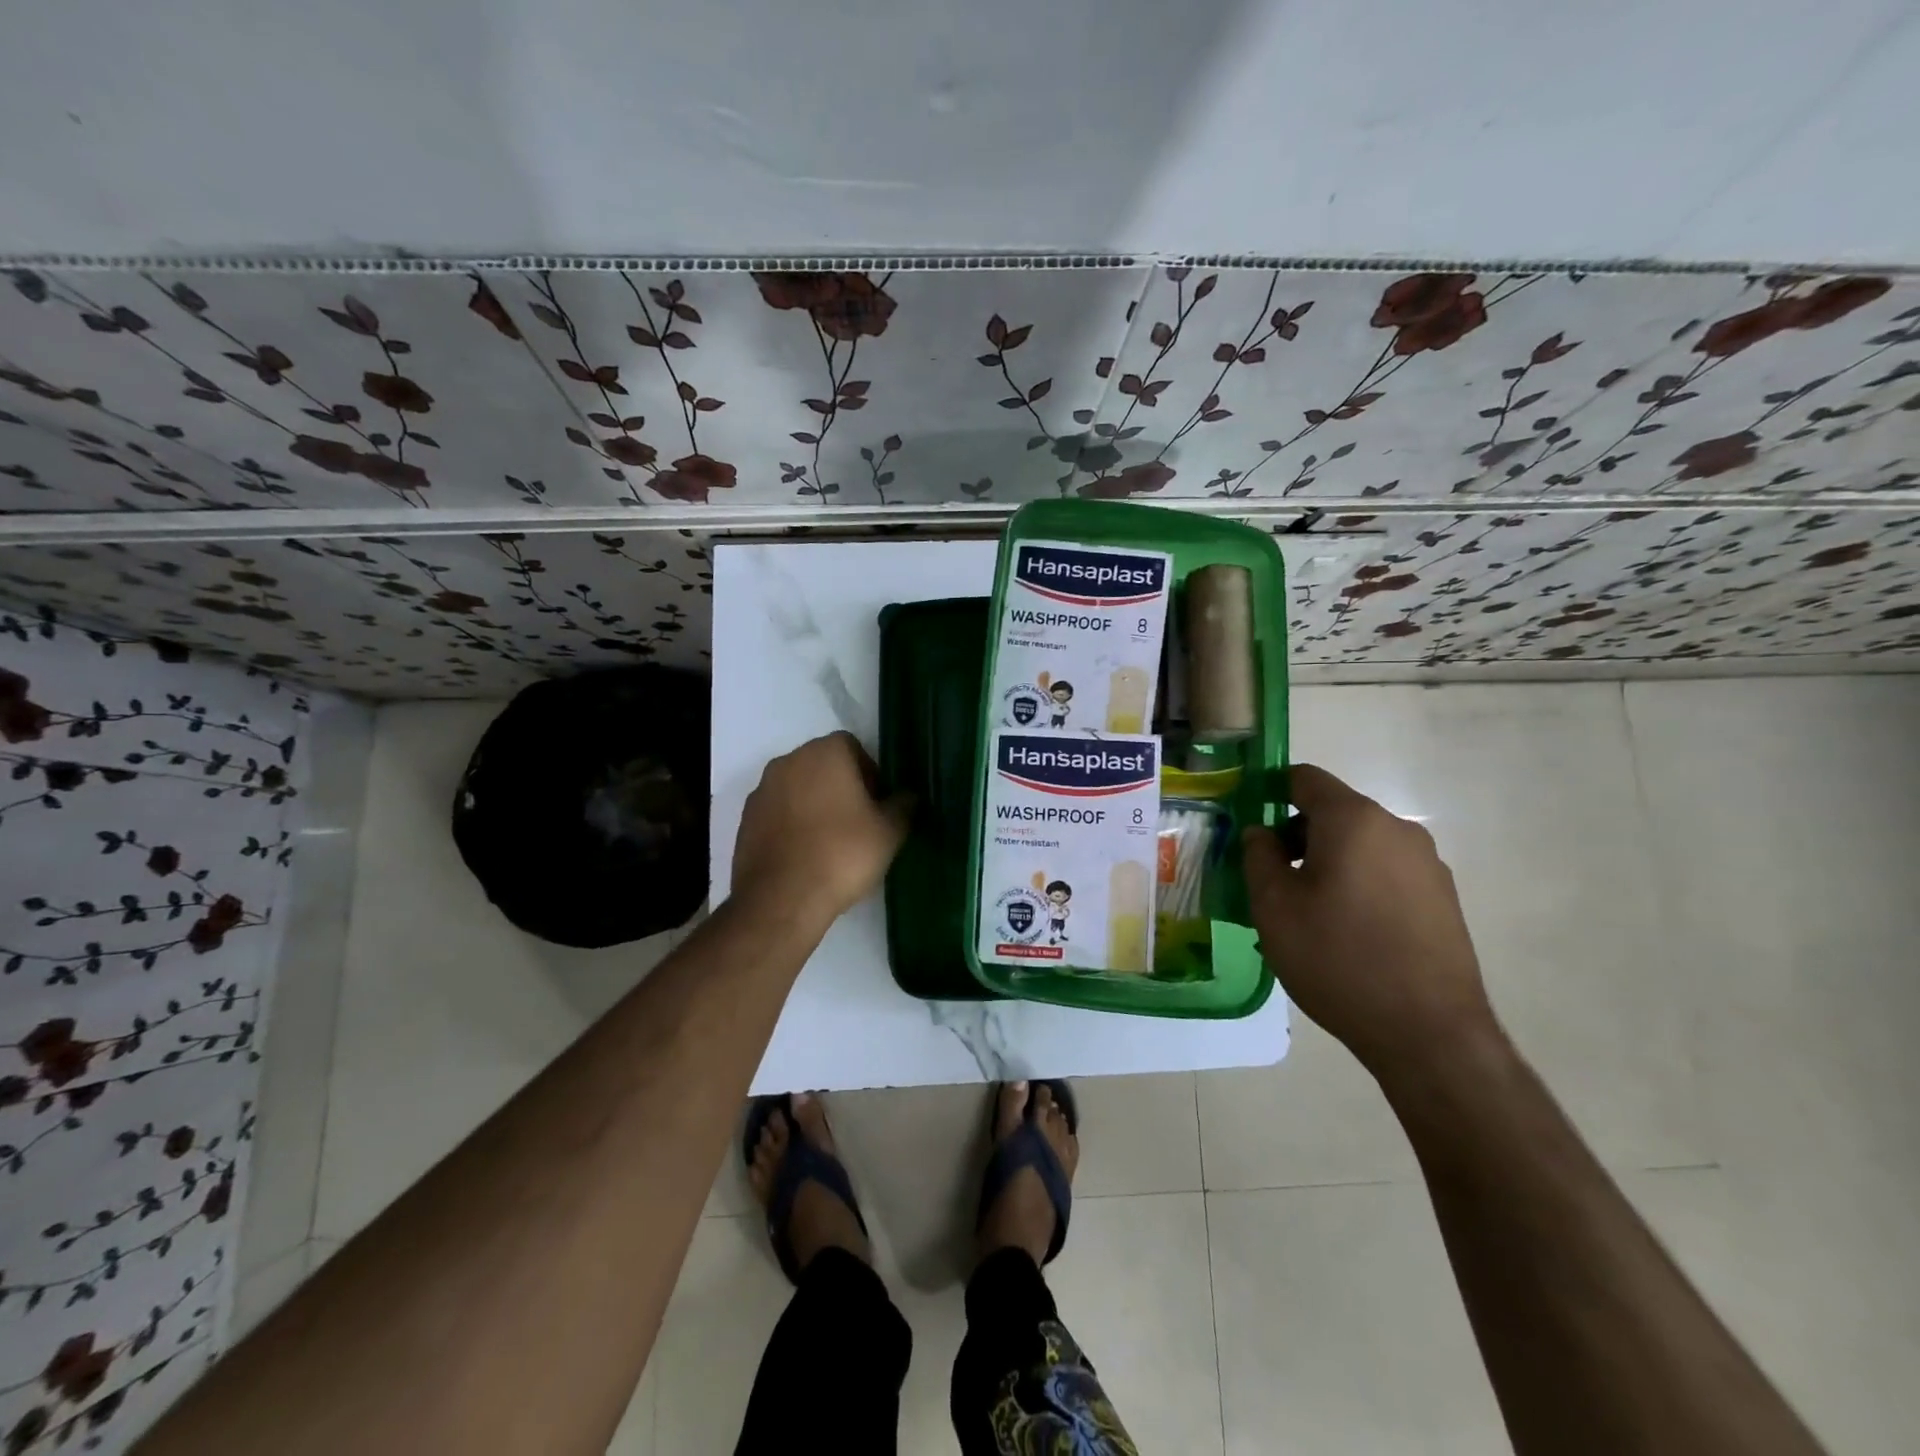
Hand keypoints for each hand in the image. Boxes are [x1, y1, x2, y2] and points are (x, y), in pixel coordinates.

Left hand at [731, 731, 909, 926]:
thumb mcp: (890, 832)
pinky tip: (806, 855)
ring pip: (798, 789)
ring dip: (814, 805)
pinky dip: (792, 825)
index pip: (852, 747)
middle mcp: (788, 761)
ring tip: (831, 843)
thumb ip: (903, 805)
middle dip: (841, 787)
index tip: (877, 804)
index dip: (869, 772)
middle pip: (822, 765)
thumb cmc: (843, 854)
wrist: (782, 899)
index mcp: (824, 753)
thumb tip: (908, 796)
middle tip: (859, 822)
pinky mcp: (745, 821)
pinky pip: (778, 814)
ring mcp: (762, 791)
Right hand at [1242, 763, 1498, 1079]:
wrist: (1429, 1033)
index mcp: (1353, 820)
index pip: (1304, 778)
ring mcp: (1427, 864)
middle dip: (1296, 836)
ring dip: (1328, 863)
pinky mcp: (1443, 898)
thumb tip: (1260, 832)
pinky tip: (1348, 933)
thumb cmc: (1337, 958)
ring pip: (1361, 845)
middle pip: (1334, 813)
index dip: (1269, 791)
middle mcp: (1396, 829)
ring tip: (1309, 914)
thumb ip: (1258, 856)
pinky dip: (1359, 885)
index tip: (1249, 827)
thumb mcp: (1274, 906)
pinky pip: (1386, 873)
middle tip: (1272, 881)